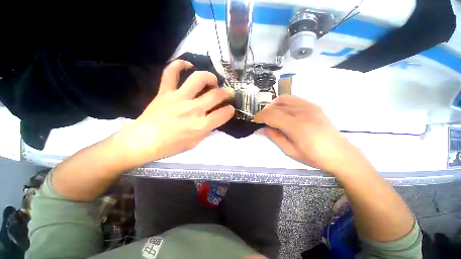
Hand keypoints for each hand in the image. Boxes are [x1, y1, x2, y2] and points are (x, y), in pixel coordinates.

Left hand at [116, 60, 234, 166]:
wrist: (143, 142)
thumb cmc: (171, 146)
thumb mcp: (195, 143)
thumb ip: (207, 130)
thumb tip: (214, 119)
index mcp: (200, 126)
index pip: (224, 114)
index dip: (230, 110)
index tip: (230, 109)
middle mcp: (192, 110)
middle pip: (216, 95)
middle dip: (227, 93)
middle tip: (227, 93)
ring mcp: (178, 98)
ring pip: (198, 79)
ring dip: (210, 77)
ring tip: (212, 81)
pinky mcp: (165, 92)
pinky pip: (171, 72)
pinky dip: (179, 65)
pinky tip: (187, 65)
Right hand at [254, 95, 368, 175]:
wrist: (339, 153)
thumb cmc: (313, 157)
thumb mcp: (289, 151)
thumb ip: (274, 137)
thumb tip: (263, 127)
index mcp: (297, 127)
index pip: (271, 115)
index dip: (260, 116)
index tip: (255, 121)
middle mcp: (303, 112)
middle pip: (275, 106)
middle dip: (265, 112)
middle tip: (262, 121)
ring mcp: (309, 106)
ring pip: (283, 99)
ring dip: (272, 106)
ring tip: (271, 115)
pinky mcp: (313, 105)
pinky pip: (293, 99)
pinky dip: (283, 103)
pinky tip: (282, 111)